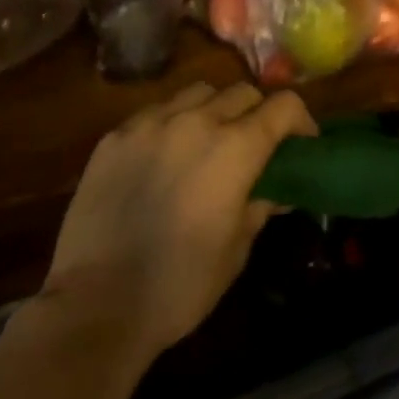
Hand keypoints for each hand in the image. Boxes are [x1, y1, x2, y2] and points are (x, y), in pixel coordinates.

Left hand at [43, 82, 316, 363]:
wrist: (96, 306)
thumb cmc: (181, 285)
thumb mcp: (237, 248)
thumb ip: (260, 204)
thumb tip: (276, 189)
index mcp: (235, 148)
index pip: (284, 106)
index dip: (301, 121)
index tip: (302, 144)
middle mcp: (197, 121)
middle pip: (243, 91)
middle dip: (259, 113)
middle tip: (256, 145)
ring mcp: (151, 124)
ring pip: (199, 92)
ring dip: (216, 109)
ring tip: (209, 141)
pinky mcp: (115, 137)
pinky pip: (157, 111)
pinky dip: (174, 122)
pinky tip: (166, 155)